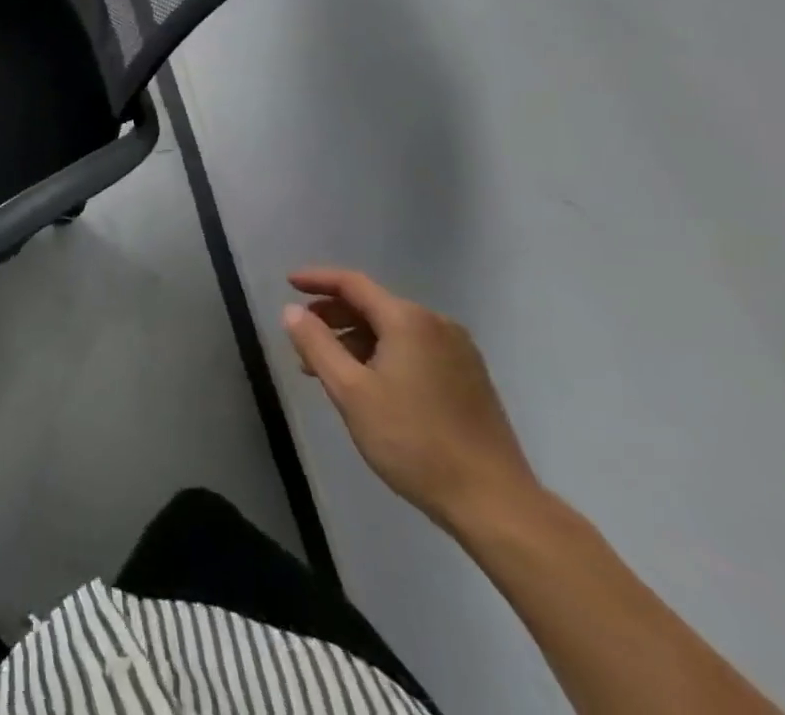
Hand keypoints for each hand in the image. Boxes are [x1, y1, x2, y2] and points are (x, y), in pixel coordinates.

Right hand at [281, 267, 538, 532]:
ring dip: (355, 340)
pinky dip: (383, 355)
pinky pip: (414, 350)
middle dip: (333, 316)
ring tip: (329, 369)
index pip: (352, 283)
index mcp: (408, 320)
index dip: (316, 279)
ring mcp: (459, 353)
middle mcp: (437, 325)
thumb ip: (316, 344)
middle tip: (303, 337)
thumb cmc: (414, 442)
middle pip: (373, 305)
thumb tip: (291, 311)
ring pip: (393, 330)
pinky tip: (368, 384)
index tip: (287, 284)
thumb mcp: (350, 391)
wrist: (496, 504)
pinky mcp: (470, 379)